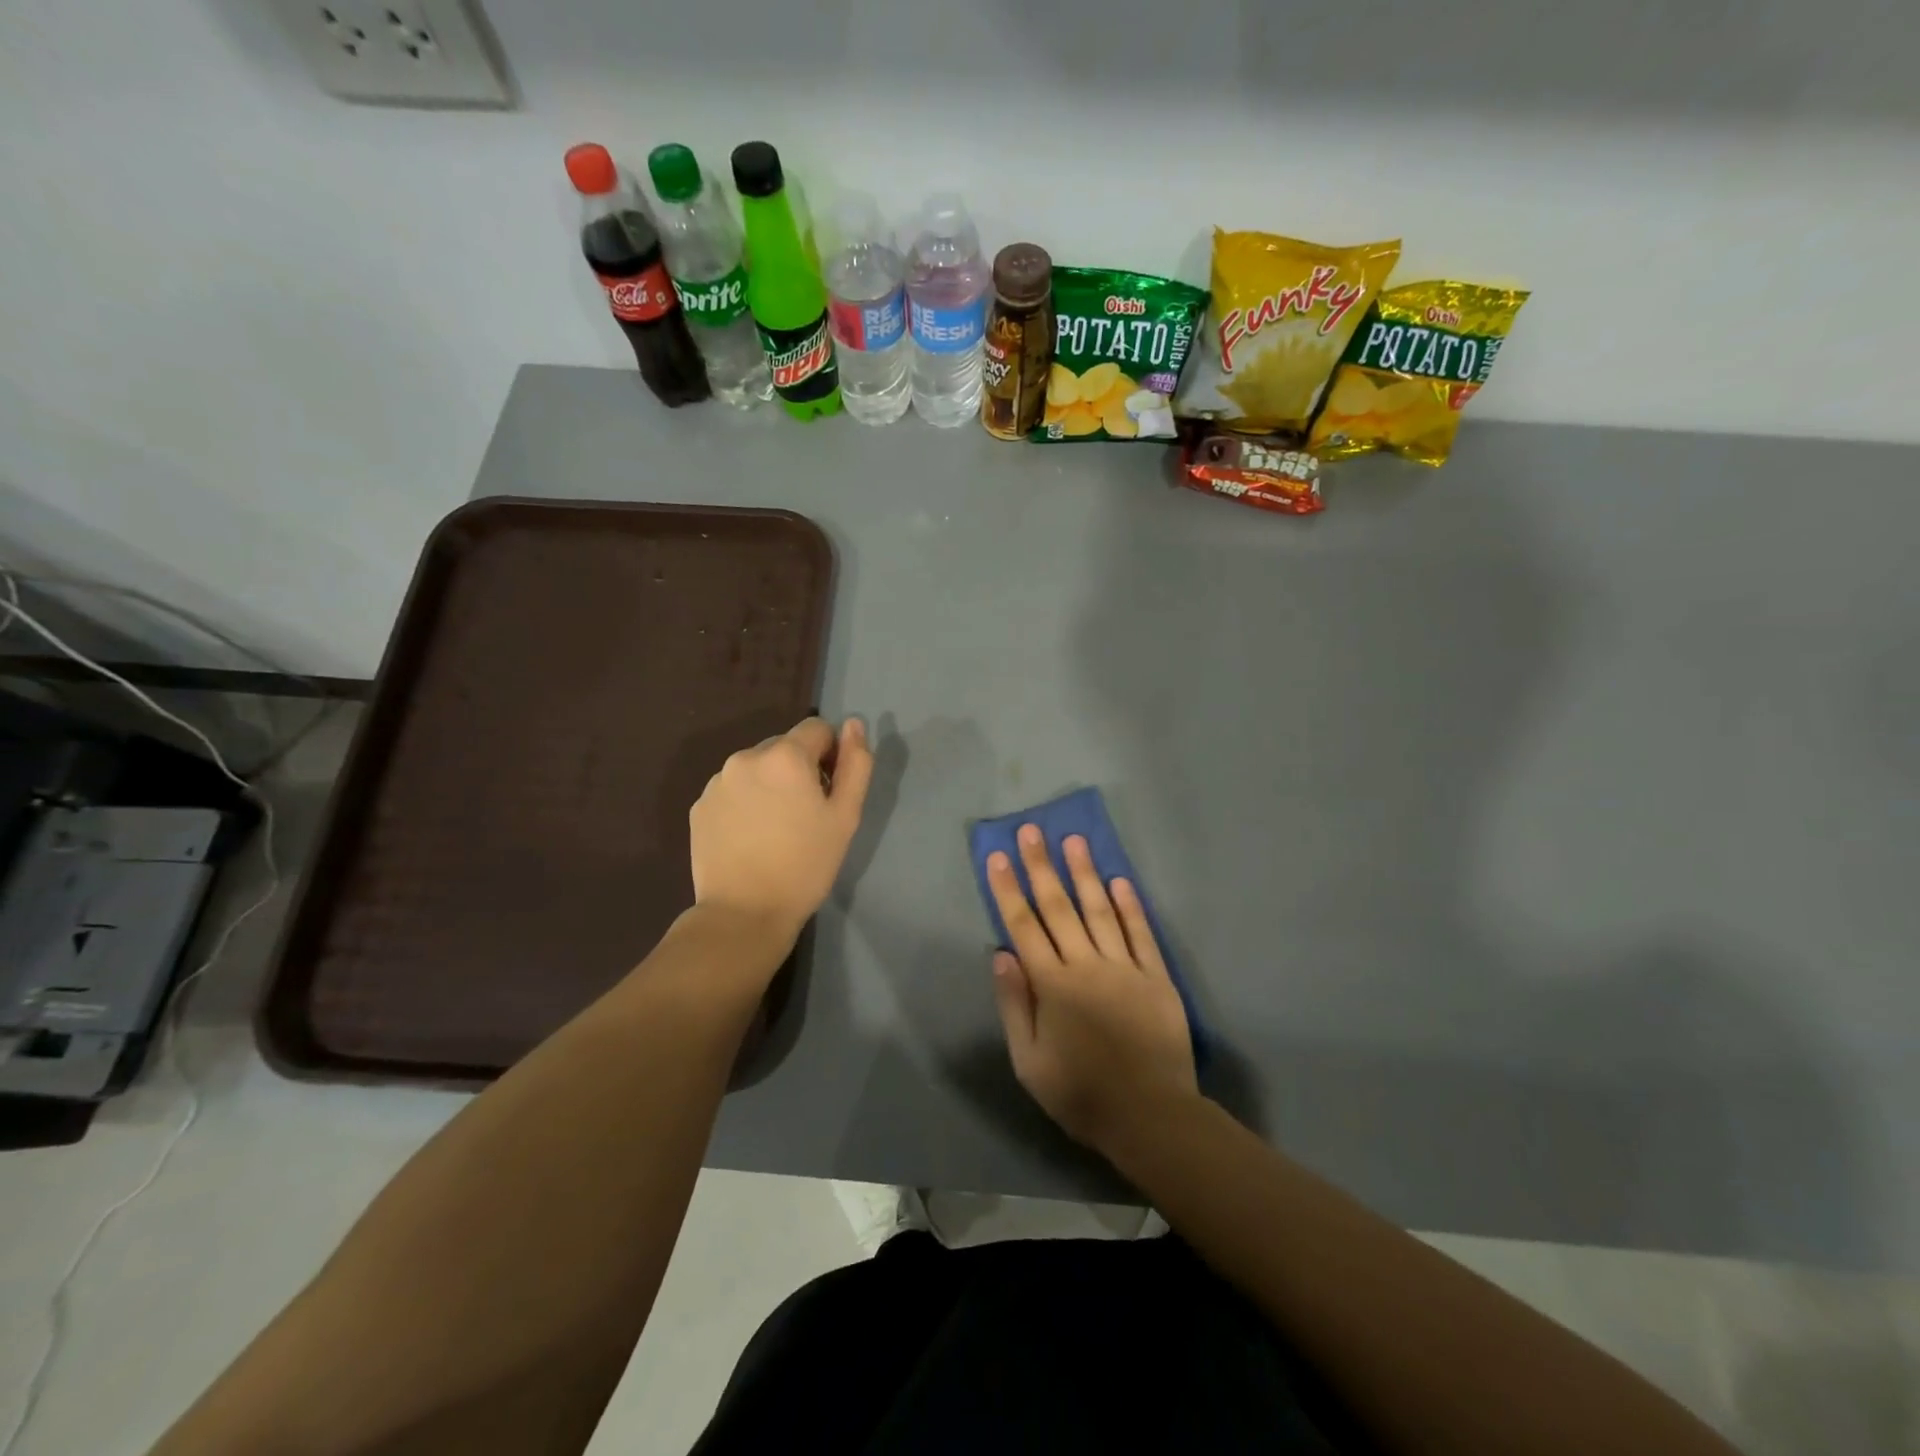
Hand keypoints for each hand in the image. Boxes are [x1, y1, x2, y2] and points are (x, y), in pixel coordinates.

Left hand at [689, 717, 872, 940]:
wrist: (744, 913)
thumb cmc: (805, 865)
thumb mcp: (846, 816)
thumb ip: (856, 764)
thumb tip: (854, 724)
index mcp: (785, 755)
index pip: (817, 729)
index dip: (831, 755)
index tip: (830, 792)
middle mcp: (746, 757)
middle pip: (785, 747)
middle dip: (799, 770)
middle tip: (805, 816)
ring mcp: (717, 782)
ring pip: (757, 769)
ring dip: (771, 785)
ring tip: (776, 830)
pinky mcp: (699, 806)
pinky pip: (733, 790)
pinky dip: (746, 803)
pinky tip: (751, 838)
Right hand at [987, 826, 1197, 1154]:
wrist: (1150, 1116)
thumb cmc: (1080, 1093)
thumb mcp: (1029, 1062)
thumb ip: (1015, 1005)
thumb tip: (1001, 955)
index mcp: (1052, 985)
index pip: (1024, 926)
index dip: (1008, 890)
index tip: (998, 857)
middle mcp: (1087, 965)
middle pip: (1059, 907)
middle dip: (1042, 867)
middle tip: (1033, 830)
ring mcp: (1125, 968)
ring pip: (1100, 911)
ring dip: (1085, 873)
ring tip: (1074, 840)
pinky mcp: (1156, 977)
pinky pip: (1141, 933)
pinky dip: (1130, 906)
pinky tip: (1120, 880)